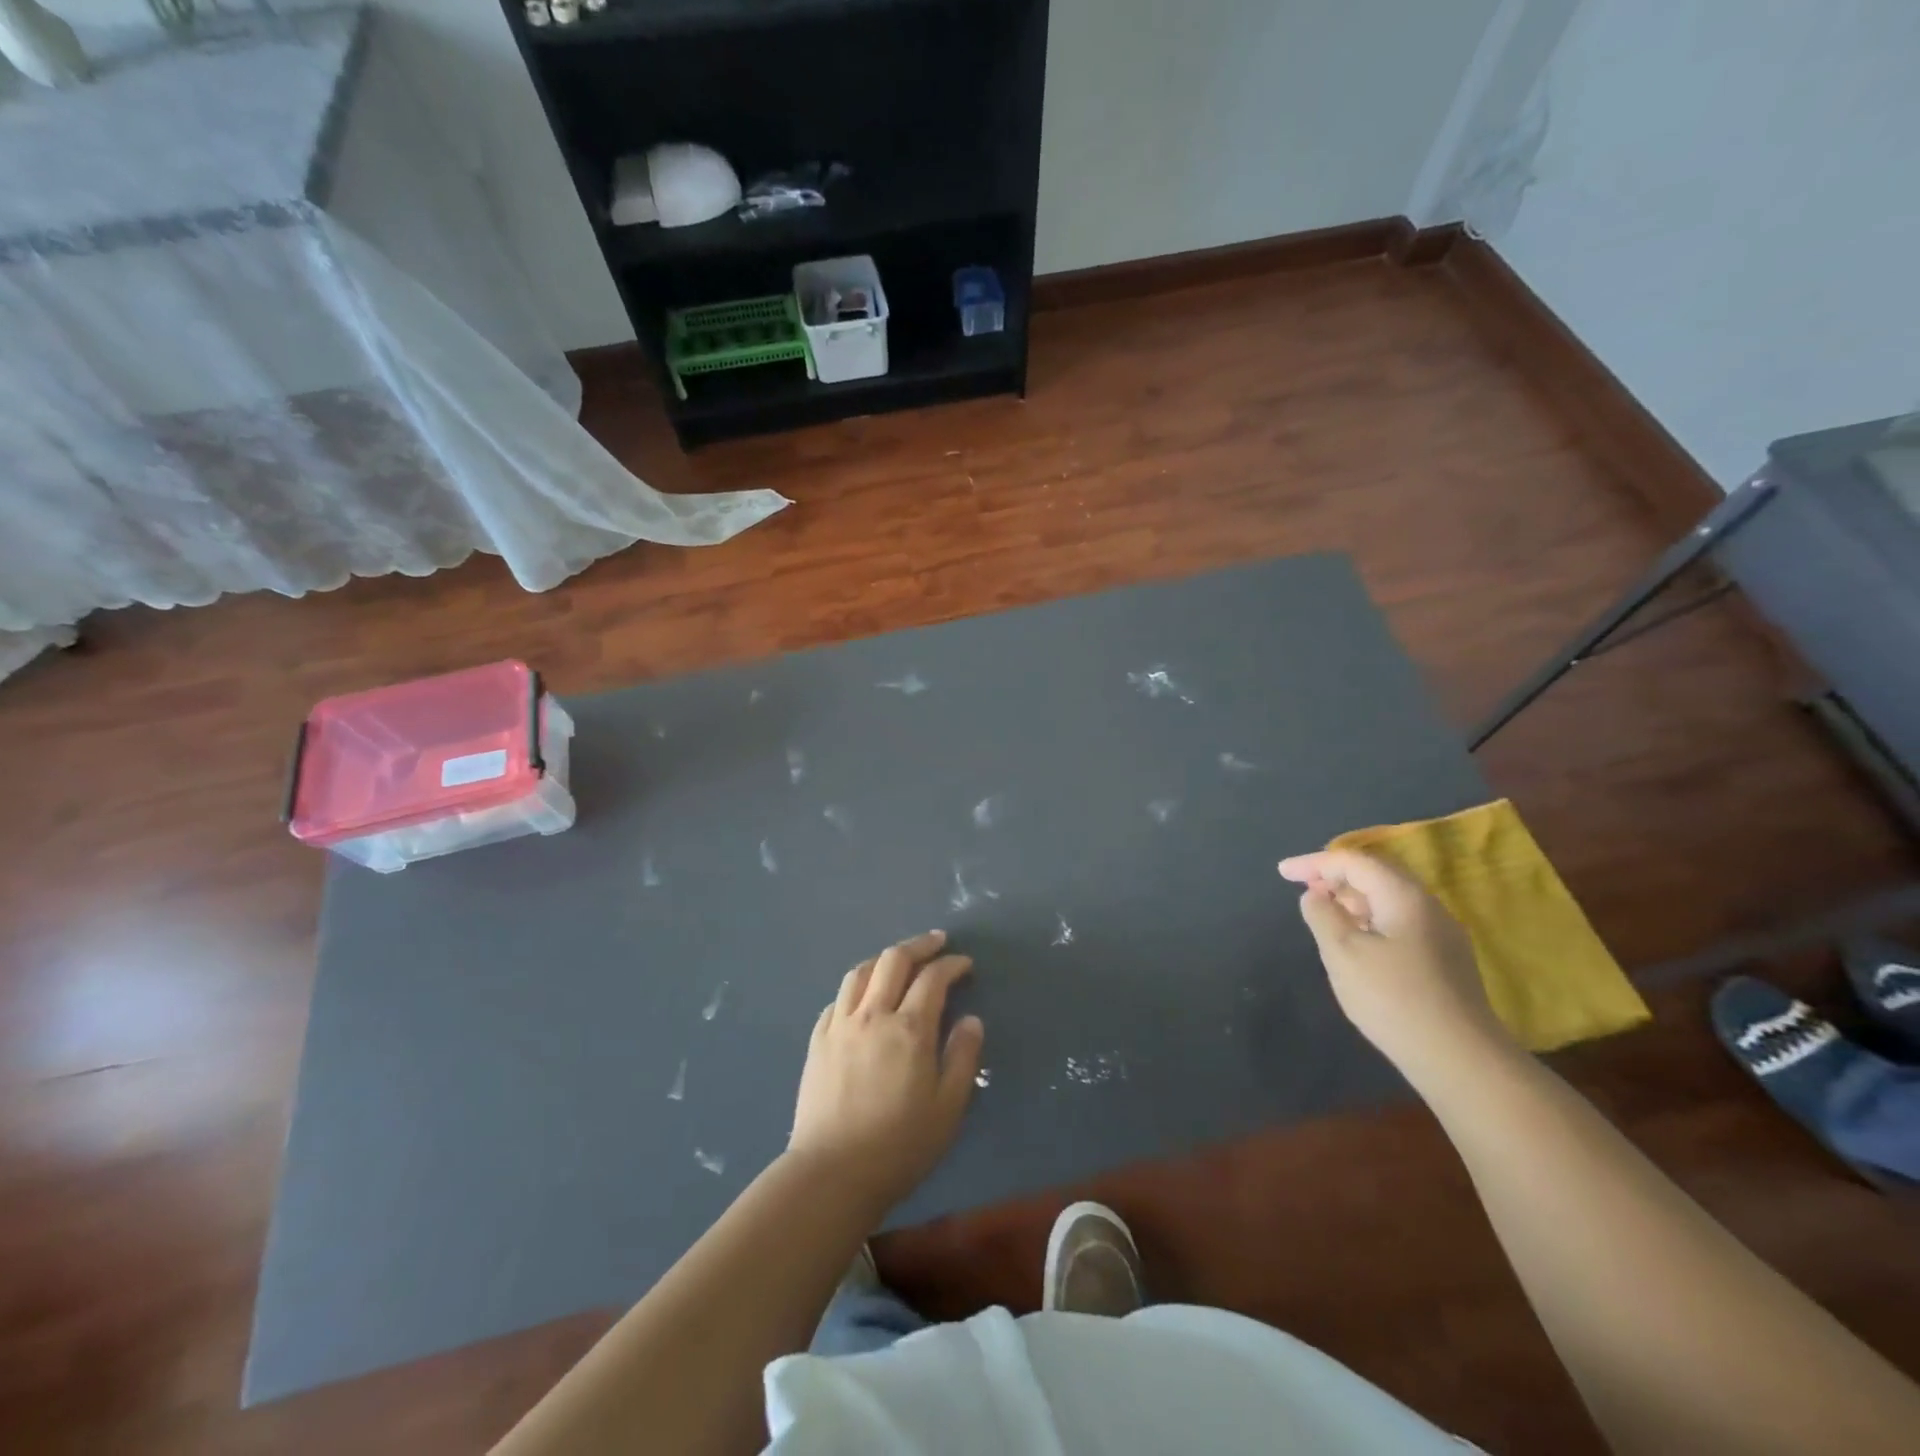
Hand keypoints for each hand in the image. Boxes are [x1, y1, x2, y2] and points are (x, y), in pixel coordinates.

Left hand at [788, 930, 983, 1211]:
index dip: (952, 964)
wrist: (832, 1173)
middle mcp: (873, 1015)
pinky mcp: (817, 1041)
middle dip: (919, 945)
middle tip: (937, 942)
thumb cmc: (899, 1145)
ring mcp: (840, 1025)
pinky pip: (838, 998)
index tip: (965, 964)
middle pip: (894, 960)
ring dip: (884, 958)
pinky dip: (857, 987)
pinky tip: (863, 996)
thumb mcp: (948, 1108)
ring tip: (899, 960)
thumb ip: (963, 1057)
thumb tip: (971, 1020)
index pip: (933, 978)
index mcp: (909, 1029)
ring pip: (861, 972)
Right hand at [1278, 849, 1514, 1083]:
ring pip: (1388, 899)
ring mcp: (1441, 934)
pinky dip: (1369, 919)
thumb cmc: (1393, 998)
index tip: (1282, 873)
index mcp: (1404, 896)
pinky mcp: (1444, 960)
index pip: (1354, 862)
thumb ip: (1322, 915)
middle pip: (1376, 875)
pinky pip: (1398, 922)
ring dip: (1352, 899)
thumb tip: (1316, 896)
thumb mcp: (1342, 953)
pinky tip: (1356, 941)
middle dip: (1335, 876)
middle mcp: (1427, 906)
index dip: (1314, 863)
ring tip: (1323, 912)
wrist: (1460, 1059)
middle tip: (1302, 887)